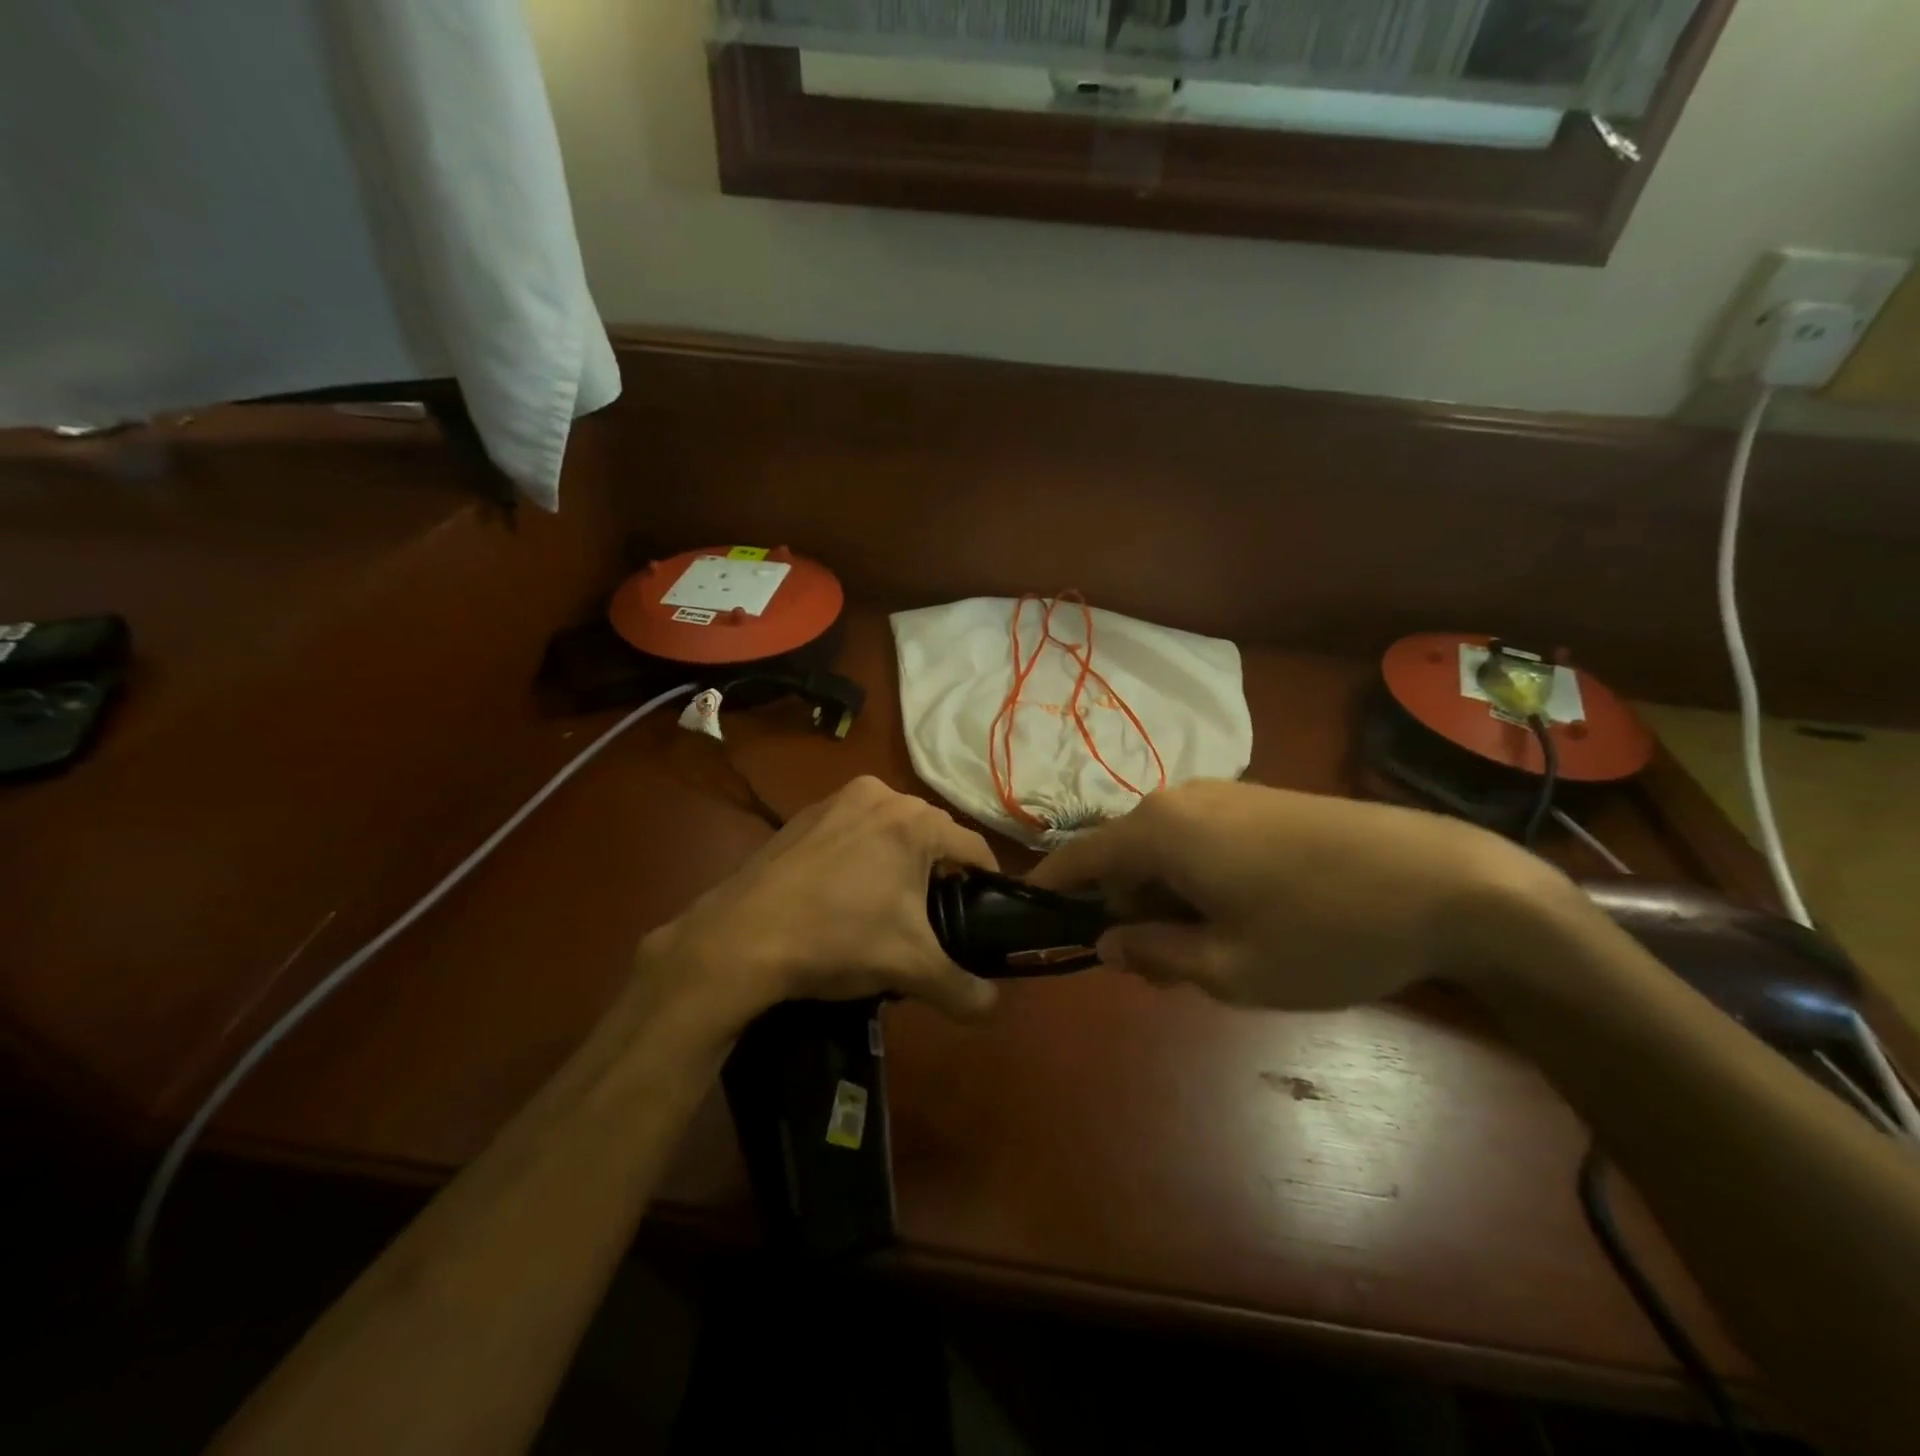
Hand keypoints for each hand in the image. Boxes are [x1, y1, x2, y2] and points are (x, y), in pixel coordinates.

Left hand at [636, 776, 1001, 1040]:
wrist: (740, 938)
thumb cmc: (837, 940)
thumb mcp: (910, 969)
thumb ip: (962, 990)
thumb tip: (991, 1008)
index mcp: (914, 821)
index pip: (974, 848)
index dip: (986, 884)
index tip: (983, 915)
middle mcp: (881, 794)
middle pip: (932, 835)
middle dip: (938, 874)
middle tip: (931, 920)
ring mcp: (837, 799)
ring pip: (891, 830)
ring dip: (899, 862)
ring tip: (887, 908)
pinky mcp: (804, 813)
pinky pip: (854, 830)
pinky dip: (861, 854)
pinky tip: (844, 894)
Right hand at [1027, 779, 1565, 1010]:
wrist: (1446, 882)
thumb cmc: (1322, 931)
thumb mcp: (1228, 967)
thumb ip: (1153, 954)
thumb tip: (1105, 942)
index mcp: (1158, 830)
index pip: (1077, 857)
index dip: (1050, 891)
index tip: (1032, 924)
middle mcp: (1179, 799)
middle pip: (1122, 858)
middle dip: (1126, 912)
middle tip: (1160, 972)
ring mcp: (1223, 796)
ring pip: (1164, 852)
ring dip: (1167, 901)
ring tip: (1212, 954)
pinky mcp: (1260, 802)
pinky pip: (1200, 841)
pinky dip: (1199, 881)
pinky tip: (1245, 919)